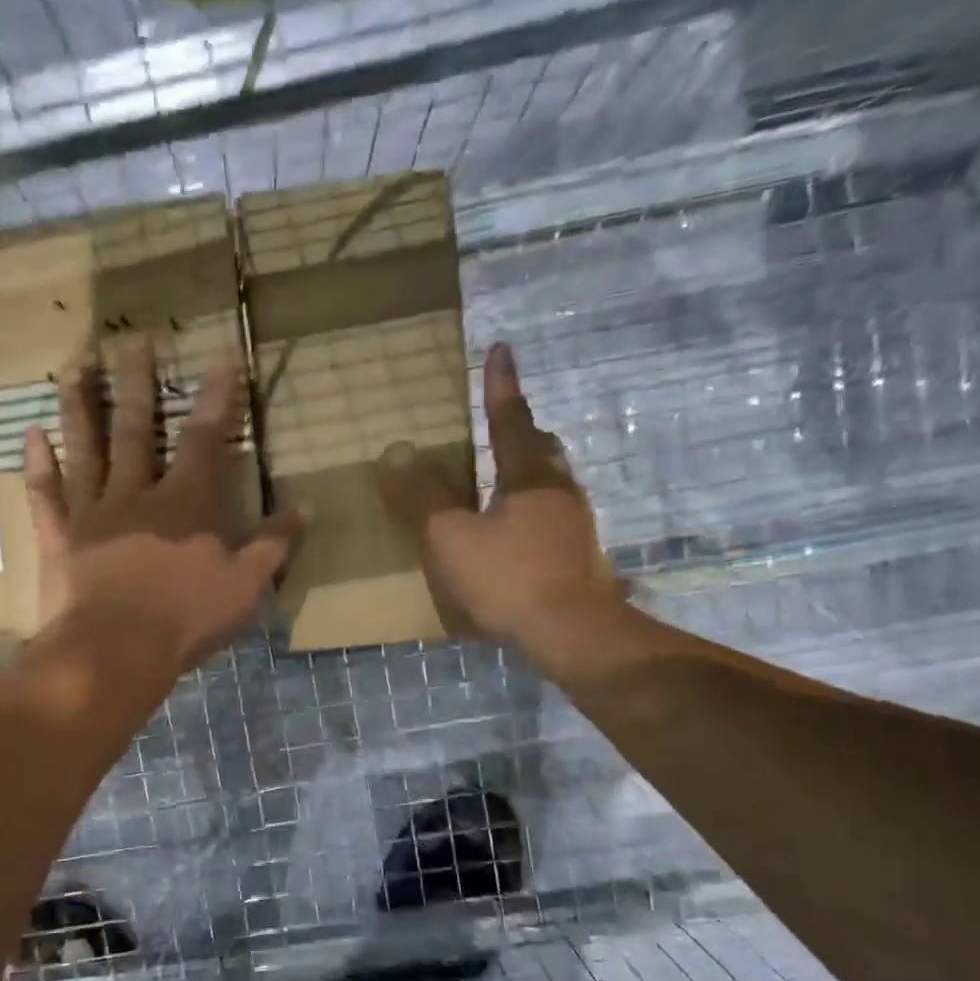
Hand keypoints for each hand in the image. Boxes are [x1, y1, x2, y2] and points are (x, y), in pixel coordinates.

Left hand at [23, 338, 300, 675]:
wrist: (116, 650)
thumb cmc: (185, 618)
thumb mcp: (245, 586)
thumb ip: (274, 545)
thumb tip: (306, 508)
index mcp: (184, 504)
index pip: (203, 441)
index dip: (216, 401)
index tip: (221, 361)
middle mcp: (135, 495)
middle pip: (135, 429)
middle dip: (137, 384)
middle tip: (132, 341)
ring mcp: (92, 514)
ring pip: (85, 450)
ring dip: (79, 407)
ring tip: (74, 368)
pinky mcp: (60, 539)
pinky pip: (46, 496)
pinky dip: (37, 465)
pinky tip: (30, 434)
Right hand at [378, 342, 623, 670]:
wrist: (572, 632)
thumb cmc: (508, 577)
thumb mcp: (451, 538)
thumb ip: (424, 498)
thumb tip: (400, 455)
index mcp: (528, 476)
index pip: (509, 418)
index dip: (500, 384)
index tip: (501, 348)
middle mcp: (559, 489)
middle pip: (541, 446)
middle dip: (520, 429)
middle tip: (501, 422)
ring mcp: (575, 523)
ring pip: (551, 479)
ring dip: (528, 469)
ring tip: (503, 475)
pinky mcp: (579, 554)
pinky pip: (552, 513)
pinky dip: (531, 506)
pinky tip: (516, 529)